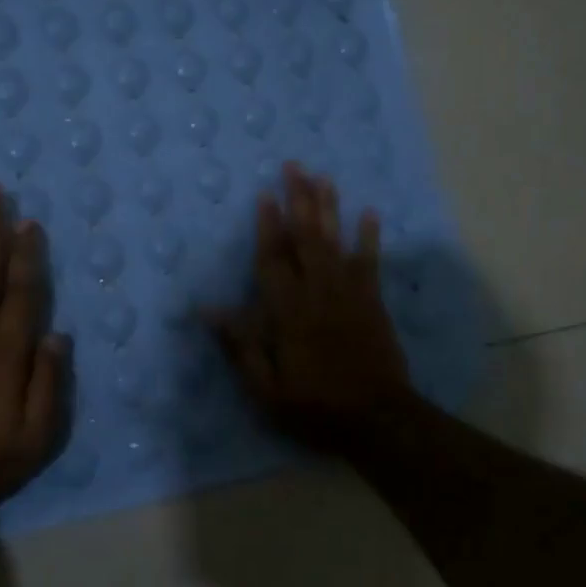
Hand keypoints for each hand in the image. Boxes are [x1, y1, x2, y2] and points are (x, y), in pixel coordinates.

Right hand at [208, 164, 414, 445]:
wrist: (378, 420)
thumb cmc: (315, 406)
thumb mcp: (266, 389)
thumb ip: (240, 346)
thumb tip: (207, 310)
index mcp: (288, 313)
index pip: (273, 260)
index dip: (267, 226)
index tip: (264, 194)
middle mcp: (318, 293)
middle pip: (306, 239)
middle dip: (298, 201)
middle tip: (294, 167)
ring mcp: (349, 294)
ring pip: (336, 242)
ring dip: (329, 208)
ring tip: (323, 178)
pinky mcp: (373, 302)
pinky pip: (370, 262)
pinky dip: (370, 237)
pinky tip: (369, 213)